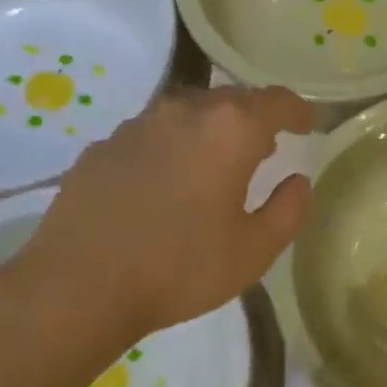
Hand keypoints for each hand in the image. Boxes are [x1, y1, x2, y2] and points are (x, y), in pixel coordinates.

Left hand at [0, 86, 314, 342]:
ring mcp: (136, 126)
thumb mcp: (254, 251)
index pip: (276, 101)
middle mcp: (183, 112)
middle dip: (254, 118)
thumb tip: (298, 181)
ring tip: (215, 163)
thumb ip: (288, 210)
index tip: (308, 125)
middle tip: (265, 148)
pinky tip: (165, 183)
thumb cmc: (180, 268)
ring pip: (187, 112)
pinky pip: (151, 135)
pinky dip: (171, 147)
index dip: (298, 110)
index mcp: (229, 131)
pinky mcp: (102, 147)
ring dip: (210, 129)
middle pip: (230, 99)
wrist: (79, 286)